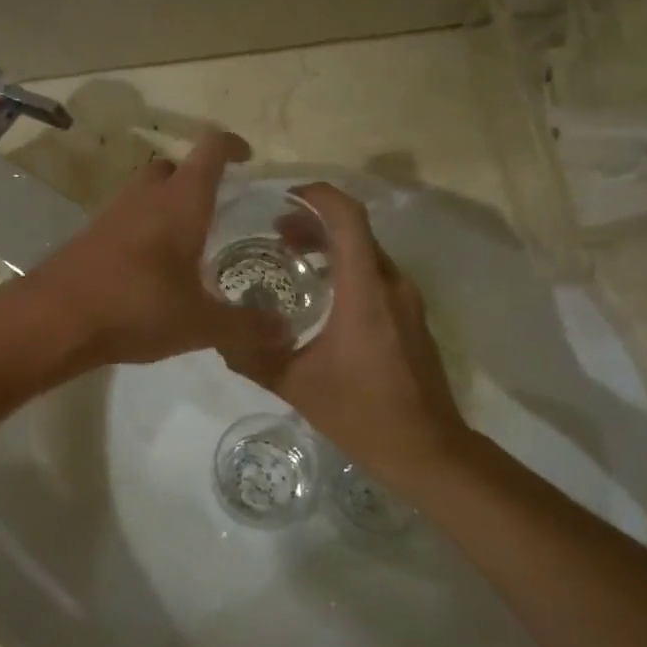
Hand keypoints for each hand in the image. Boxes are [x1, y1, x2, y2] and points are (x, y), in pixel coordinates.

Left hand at [24, 131, 288, 368]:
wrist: (54, 320)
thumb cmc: (135, 308)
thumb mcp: (200, 324)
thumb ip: (246, 326)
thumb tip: (285, 330)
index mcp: (181, 203)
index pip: (210, 151)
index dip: (231, 146)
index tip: (246, 157)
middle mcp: (146, 197)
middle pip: (174, 167)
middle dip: (197, 180)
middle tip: (218, 210)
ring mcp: (113, 214)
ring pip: (146, 192)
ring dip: (167, 205)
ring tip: (188, 242)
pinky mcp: (91, 236)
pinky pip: (126, 218)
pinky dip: (144, 229)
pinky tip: (152, 268)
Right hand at [225, 184, 471, 488]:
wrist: (428, 449)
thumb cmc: (362, 414)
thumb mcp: (296, 385)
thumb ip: (253, 356)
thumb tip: (218, 336)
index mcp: (365, 292)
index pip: (348, 219)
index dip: (318, 196)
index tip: (284, 198)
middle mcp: (391, 285)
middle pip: (356, 230)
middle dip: (315, 221)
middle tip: (275, 231)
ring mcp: (407, 300)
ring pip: (368, 251)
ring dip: (332, 244)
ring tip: (293, 256)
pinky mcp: (412, 316)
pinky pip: (377, 274)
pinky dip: (348, 266)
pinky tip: (321, 292)